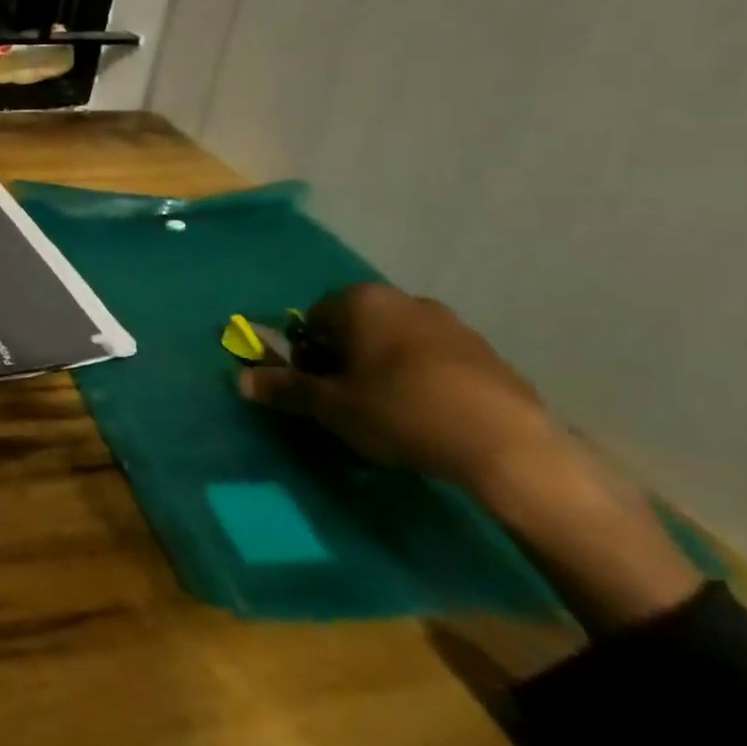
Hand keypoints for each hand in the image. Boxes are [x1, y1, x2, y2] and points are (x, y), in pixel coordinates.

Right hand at [238, 282, 557, 491]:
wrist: (506, 445)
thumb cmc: (400, 411)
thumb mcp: (331, 406)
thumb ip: (285, 388)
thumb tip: (240, 379)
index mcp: (362, 301)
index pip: (314, 318)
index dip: (307, 354)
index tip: (315, 389)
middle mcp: (404, 299)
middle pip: (357, 326)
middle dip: (346, 358)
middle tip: (348, 401)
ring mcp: (451, 323)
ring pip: (397, 342)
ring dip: (385, 368)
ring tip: (390, 413)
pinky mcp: (486, 353)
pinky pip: (435, 360)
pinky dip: (423, 379)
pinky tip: (429, 416)